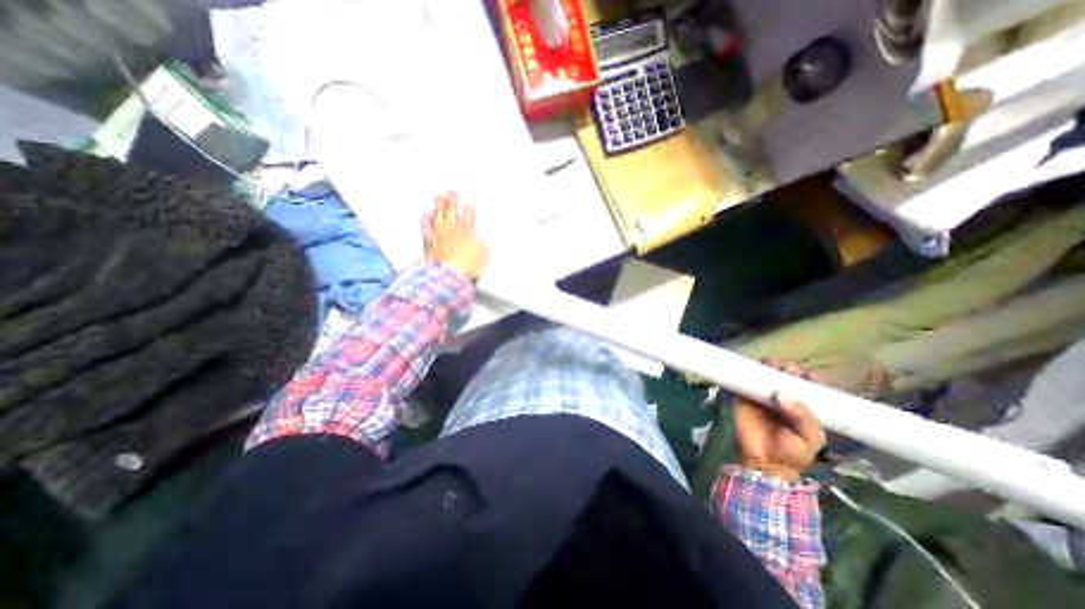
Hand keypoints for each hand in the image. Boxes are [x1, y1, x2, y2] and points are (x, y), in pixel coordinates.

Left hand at [421, 190, 489, 279]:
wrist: (448, 275)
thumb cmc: (466, 267)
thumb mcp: (482, 258)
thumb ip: (486, 248)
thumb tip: (491, 241)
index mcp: (467, 233)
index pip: (469, 216)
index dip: (469, 208)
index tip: (469, 202)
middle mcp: (453, 230)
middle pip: (452, 211)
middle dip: (453, 199)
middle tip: (452, 190)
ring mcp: (440, 234)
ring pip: (439, 215)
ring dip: (439, 204)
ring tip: (440, 195)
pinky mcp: (430, 241)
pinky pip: (427, 227)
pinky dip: (426, 219)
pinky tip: (425, 213)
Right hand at [732, 359, 827, 482]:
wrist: (764, 463)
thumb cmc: (792, 452)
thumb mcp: (810, 439)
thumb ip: (802, 416)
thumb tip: (780, 393)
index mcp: (804, 405)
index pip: (808, 385)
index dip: (808, 376)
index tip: (807, 374)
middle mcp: (783, 396)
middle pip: (785, 375)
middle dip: (787, 368)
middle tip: (786, 369)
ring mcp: (762, 394)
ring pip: (764, 374)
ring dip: (767, 366)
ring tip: (769, 366)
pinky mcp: (743, 396)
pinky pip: (742, 380)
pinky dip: (744, 372)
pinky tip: (749, 369)